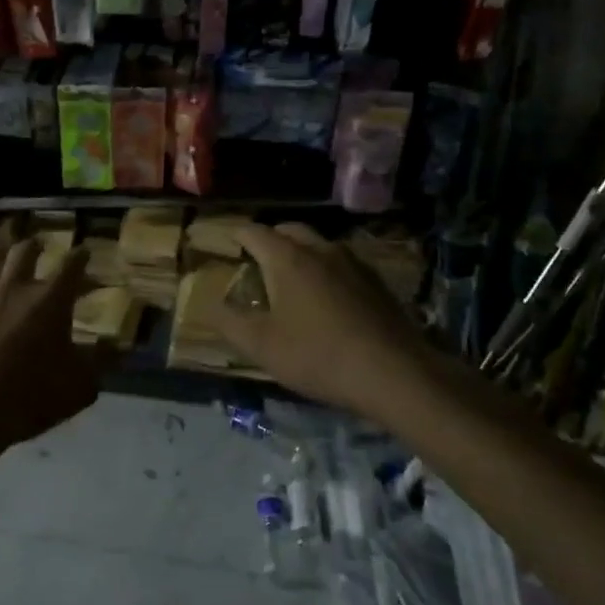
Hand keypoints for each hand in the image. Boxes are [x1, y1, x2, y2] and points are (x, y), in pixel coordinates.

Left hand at [0, 238, 109, 452]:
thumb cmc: (29, 396)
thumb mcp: (78, 386)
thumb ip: (101, 362)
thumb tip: (119, 346)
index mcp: (50, 301)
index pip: (71, 267)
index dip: (80, 257)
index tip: (84, 250)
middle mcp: (14, 287)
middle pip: (26, 253)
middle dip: (36, 246)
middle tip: (40, 243)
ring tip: (1, 250)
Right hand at [215, 223, 423, 420]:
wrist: (395, 374)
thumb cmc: (317, 355)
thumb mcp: (261, 346)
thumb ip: (228, 322)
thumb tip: (209, 305)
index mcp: (288, 258)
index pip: (253, 231)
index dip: (234, 233)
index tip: (223, 240)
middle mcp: (321, 249)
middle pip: (289, 230)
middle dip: (269, 238)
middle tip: (255, 258)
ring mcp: (354, 264)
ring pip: (319, 245)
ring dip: (300, 252)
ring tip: (289, 277)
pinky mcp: (377, 283)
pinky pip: (341, 264)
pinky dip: (325, 270)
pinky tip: (326, 298)